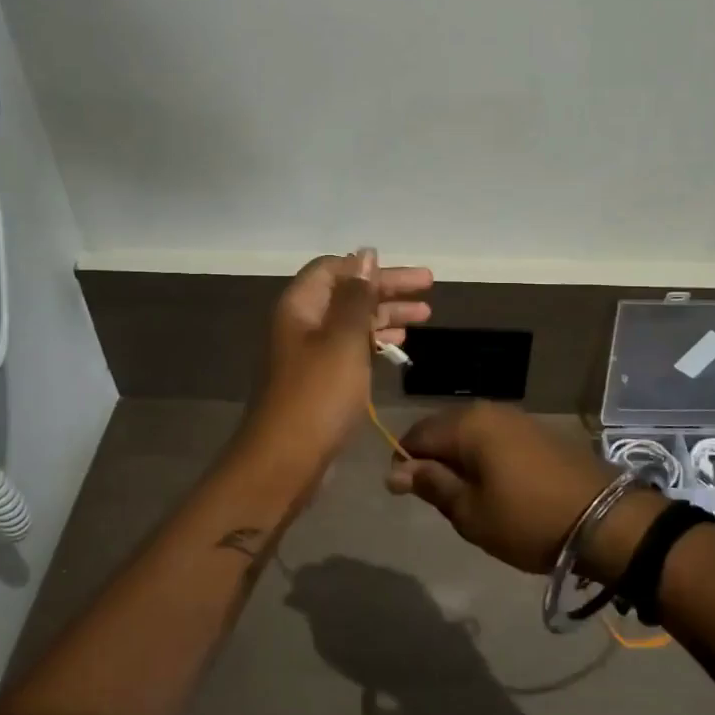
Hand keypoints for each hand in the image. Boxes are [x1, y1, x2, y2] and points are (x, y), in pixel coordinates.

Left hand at [241, 250, 431, 480]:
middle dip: (387, 289)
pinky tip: (399, 345)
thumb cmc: (317, 394)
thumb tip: (366, 254)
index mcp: (301, 306)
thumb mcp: (343, 339)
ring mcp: (310, 354)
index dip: (370, 267)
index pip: (334, 268)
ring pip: (352, 322)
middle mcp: (302, 324)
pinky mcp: (320, 381)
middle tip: (429, 289)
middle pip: (347, 293)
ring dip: (386, 315)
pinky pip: (351, 348)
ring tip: (425, 315)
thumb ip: (357, 296)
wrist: (285, 460)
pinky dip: (375, 342)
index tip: (409, 275)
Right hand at [387, 403, 641, 574]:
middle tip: (440, 500)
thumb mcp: (470, 512)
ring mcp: (516, 418)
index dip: (404, 464)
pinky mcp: (537, 431)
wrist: (606, 521)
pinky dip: (484, 458)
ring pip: (469, 434)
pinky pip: (494, 438)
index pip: (416, 435)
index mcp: (467, 424)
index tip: (409, 496)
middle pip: (442, 429)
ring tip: (467, 497)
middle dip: (432, 460)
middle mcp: (489, 410)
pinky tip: (495, 486)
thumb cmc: (528, 520)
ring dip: (459, 460)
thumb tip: (396, 469)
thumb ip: (432, 485)